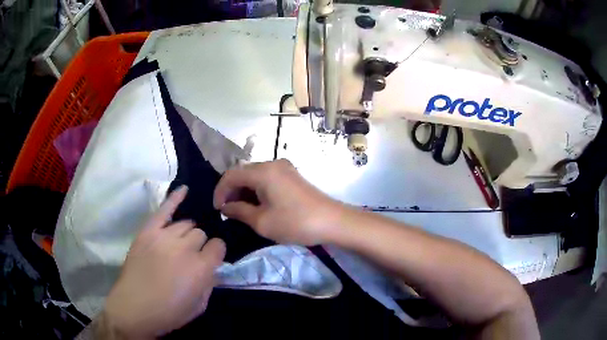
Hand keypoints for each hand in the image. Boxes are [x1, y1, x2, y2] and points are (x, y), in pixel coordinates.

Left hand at [103, 186, 225, 338]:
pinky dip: (174, 198)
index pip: (218, 246)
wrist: (134, 308)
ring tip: (180, 243)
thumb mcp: (199, 306)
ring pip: (185, 223)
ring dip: (187, 233)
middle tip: (191, 256)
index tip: (211, 258)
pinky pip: (163, 209)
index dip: (216, 252)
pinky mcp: (147, 231)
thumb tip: (213, 267)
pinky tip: (184, 190)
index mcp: (201, 268)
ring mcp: (164, 236)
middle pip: (200, 233)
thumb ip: (210, 283)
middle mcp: (184, 248)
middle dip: (199, 244)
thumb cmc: (169, 312)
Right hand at [213, 159, 344, 244]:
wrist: (332, 221)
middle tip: (227, 212)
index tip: (217, 210)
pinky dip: (257, 190)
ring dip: (244, 191)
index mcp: (263, 171)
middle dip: (231, 191)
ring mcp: (284, 168)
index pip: (231, 175)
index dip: (220, 191)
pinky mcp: (292, 176)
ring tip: (240, 210)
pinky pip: (267, 179)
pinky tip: (256, 205)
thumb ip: (239, 211)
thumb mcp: (262, 221)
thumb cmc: (295, 222)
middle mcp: (273, 164)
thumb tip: (225, 207)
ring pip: (255, 176)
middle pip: (243, 173)